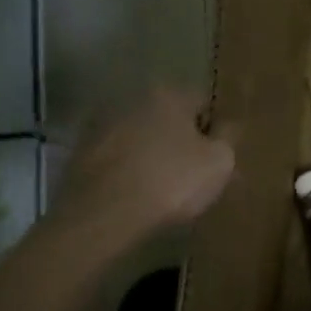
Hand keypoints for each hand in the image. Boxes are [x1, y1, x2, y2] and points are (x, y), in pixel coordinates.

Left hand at [54, 90, 235, 243]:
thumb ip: (229, 137)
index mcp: (168, 94)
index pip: (203, 104)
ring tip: (165, 191)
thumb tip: (228, 126)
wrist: (103, 216)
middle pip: (169, 120)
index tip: (218, 159)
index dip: (215, 132)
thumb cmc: (171, 182)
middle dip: (182, 143)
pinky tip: (138, 197)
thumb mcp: (219, 162)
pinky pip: (119, 160)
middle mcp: (132, 100)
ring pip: (142, 140)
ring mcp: (102, 126)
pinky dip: (130, 172)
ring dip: (154, 156)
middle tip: (194, 176)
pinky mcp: (80, 155)